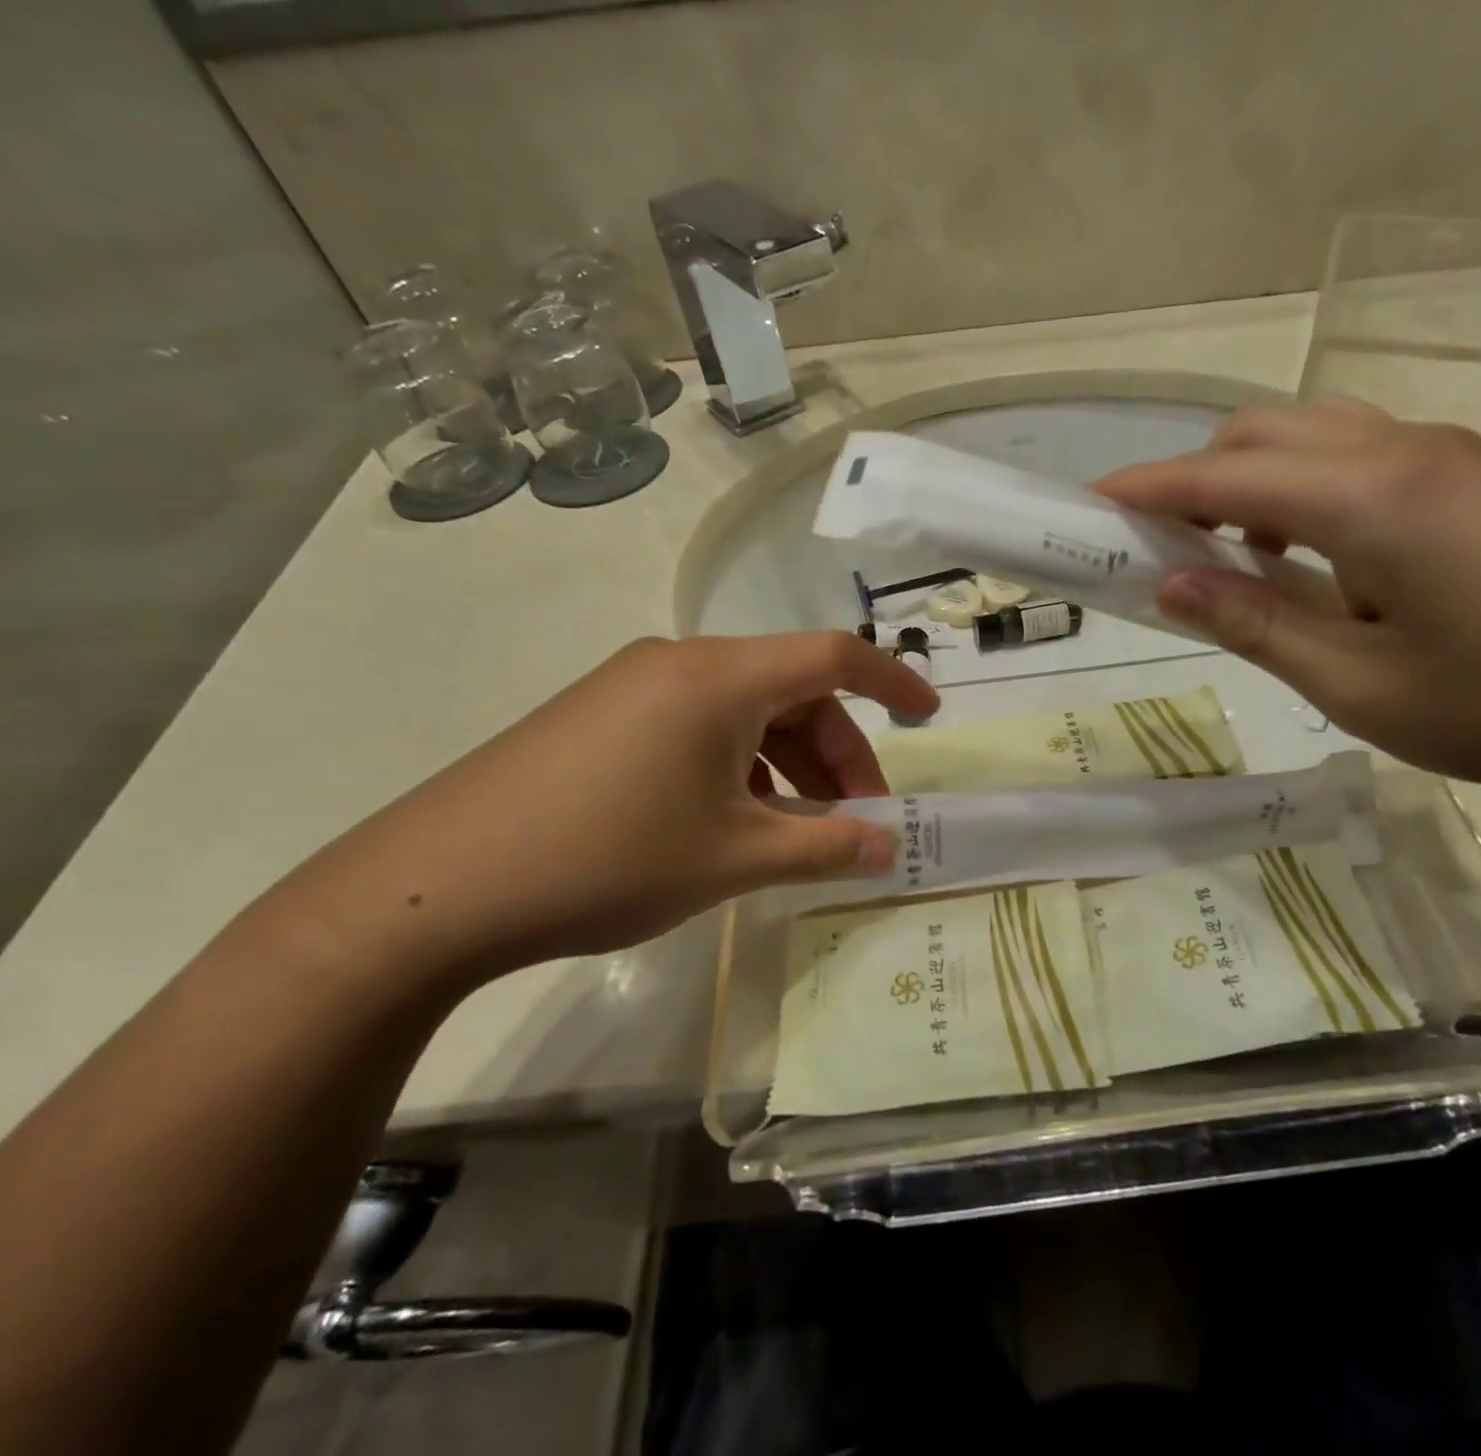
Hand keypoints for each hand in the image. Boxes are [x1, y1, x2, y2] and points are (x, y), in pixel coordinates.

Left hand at [259, 632, 937, 991]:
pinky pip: (698, 729)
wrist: (435, 886)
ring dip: (788, 767)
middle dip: (838, 754)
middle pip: (791, 691)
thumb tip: (889, 846)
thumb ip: (824, 847)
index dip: (893, 682)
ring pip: (744, 714)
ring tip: (798, 835)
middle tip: (857, 820)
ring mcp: (634, 688)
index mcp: (720, 678)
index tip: (930, 717)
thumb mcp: (733, 858)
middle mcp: (680, 664)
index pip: (834, 656)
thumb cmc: (606, 858)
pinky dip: (739, 769)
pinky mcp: (601, 718)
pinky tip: (733, 824)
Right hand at [1095, 398, 1480, 799]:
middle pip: (1258, 435)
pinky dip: (1297, 490)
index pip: (1220, 477)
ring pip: (1307, 437)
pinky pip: (1352, 457)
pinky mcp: (1469, 477)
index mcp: (1368, 499)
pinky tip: (1300, 556)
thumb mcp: (1358, 685)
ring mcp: (1443, 456)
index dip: (1142, 490)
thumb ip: (1254, 624)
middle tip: (1149, 550)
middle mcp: (1400, 451)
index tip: (1082, 506)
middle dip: (1187, 481)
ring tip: (1223, 560)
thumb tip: (1168, 585)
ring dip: (1244, 483)